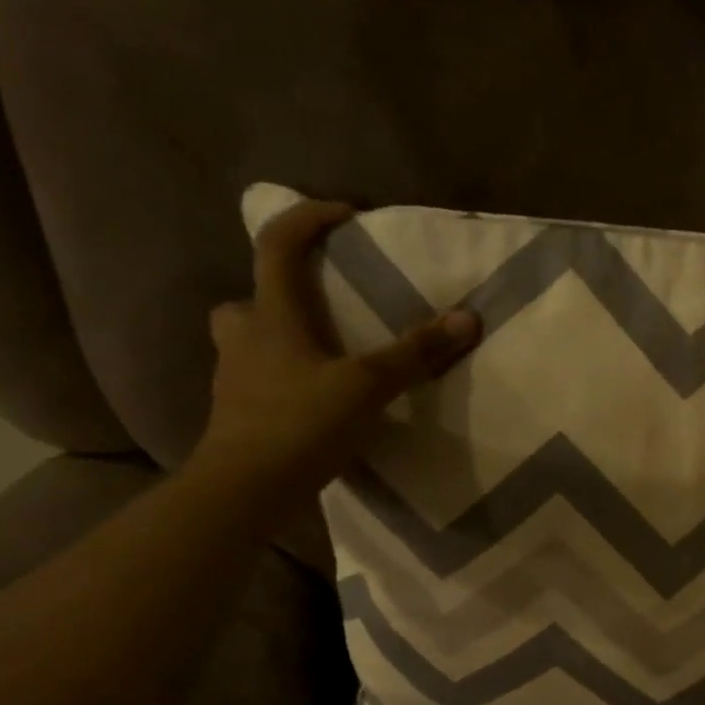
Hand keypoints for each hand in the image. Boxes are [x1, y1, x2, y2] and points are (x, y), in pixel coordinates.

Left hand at [192, 198, 480, 517]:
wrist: (246, 489)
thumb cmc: (300, 423)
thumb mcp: (367, 385)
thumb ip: (415, 352)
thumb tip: (468, 318)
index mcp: (271, 317)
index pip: (277, 245)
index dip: (306, 219)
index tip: (345, 215)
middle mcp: (245, 339)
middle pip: (249, 298)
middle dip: (278, 294)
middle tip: (319, 307)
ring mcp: (236, 379)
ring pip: (251, 343)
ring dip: (280, 340)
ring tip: (324, 359)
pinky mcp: (240, 416)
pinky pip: (261, 382)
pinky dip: (286, 381)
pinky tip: (317, 404)